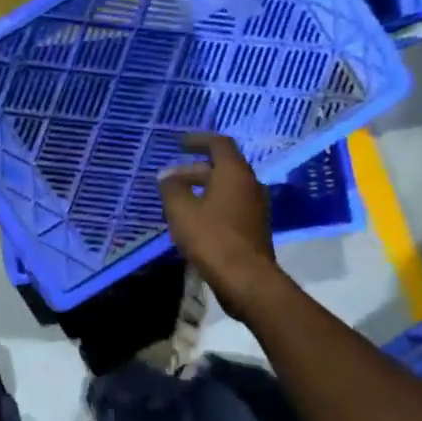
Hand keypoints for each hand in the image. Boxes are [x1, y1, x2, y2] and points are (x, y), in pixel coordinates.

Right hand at [158, 134, 278, 317]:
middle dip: (194, 170)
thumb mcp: (182, 211)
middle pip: (222, 167)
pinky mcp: (253, 227)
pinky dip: (211, 204)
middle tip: (171, 179)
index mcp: (234, 173)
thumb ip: (172, 189)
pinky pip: (230, 206)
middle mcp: (249, 184)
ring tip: (178, 200)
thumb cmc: (212, 239)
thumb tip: (166, 176)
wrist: (247, 280)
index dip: (198, 140)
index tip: (180, 143)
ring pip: (226, 188)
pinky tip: (193, 220)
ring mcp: (255, 207)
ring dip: (202, 189)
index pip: (219, 144)